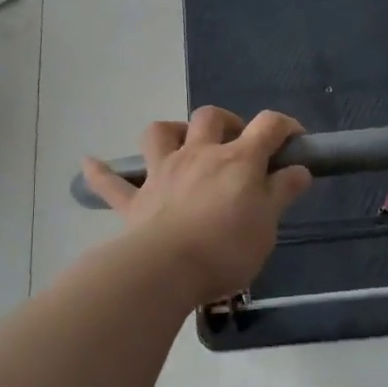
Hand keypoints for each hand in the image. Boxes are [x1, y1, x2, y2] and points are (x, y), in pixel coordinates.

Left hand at [81, 107, 312, 305]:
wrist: (167, 269)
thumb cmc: (227, 247)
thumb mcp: (268, 223)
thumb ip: (281, 192)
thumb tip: (298, 168)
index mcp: (238, 160)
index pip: (268, 126)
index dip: (285, 126)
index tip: (295, 141)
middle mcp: (199, 155)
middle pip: (210, 117)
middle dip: (226, 121)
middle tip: (237, 143)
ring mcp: (162, 173)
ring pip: (159, 133)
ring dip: (170, 131)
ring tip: (181, 142)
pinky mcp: (135, 201)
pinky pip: (111, 182)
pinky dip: (101, 171)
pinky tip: (90, 162)